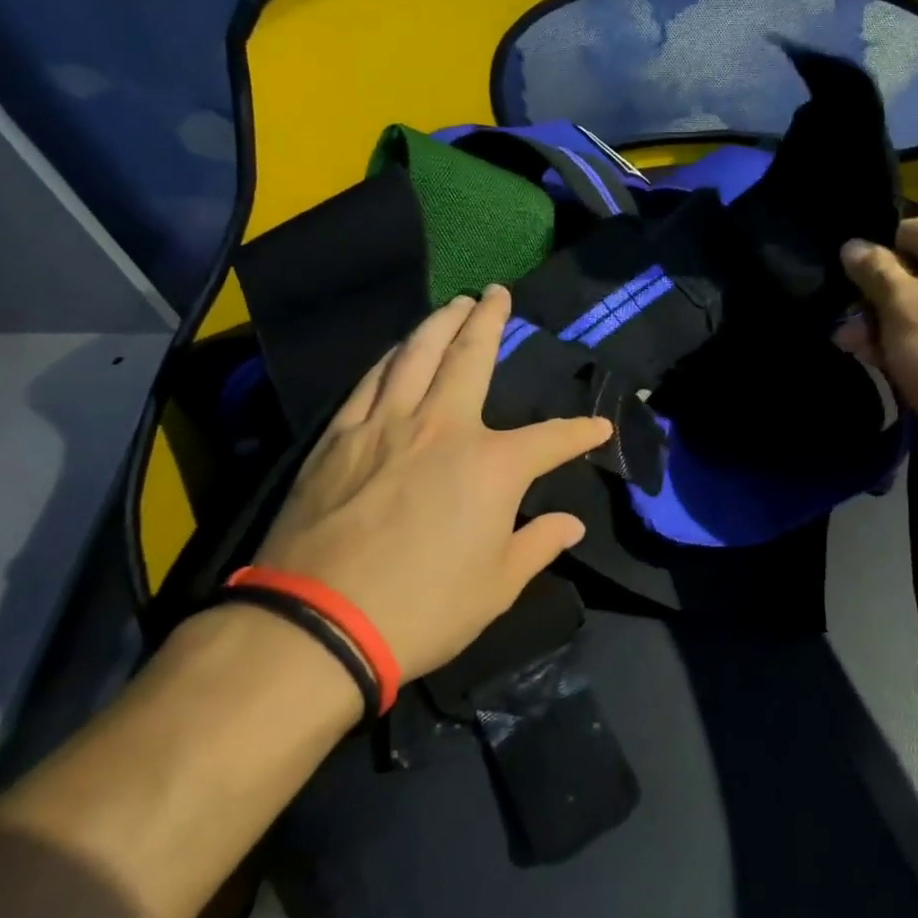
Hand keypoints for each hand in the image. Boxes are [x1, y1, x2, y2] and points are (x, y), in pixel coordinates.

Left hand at [252, 285, 611, 683]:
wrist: (317, 624)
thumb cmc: (423, 609)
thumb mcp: (497, 587)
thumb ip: (538, 546)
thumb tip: (571, 525)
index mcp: (492, 465)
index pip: (551, 439)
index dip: (580, 433)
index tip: (600, 427)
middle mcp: (443, 427)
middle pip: (471, 357)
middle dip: (490, 321)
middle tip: (498, 293)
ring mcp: (386, 425)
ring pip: (416, 354)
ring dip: (439, 323)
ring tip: (454, 303)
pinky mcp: (340, 437)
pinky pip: (370, 381)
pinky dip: (390, 358)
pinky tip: (397, 349)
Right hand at [837, 217, 917, 454]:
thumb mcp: (899, 307)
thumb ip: (873, 270)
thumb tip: (853, 246)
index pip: (912, 235)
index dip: (877, 267)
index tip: (858, 304)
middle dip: (887, 304)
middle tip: (854, 337)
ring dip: (905, 325)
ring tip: (870, 355)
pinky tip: (907, 365)